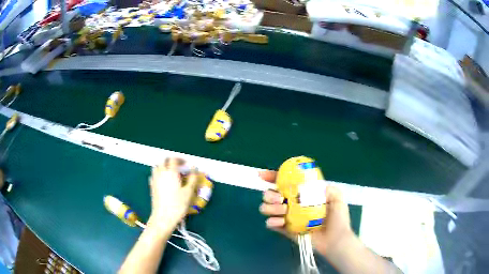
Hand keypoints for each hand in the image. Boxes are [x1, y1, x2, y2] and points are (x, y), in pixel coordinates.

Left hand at [147, 158, 198, 228]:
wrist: (163, 217)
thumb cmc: (178, 205)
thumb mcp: (189, 192)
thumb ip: (192, 178)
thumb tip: (194, 168)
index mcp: (171, 172)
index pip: (174, 159)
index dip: (180, 159)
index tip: (186, 164)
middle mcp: (161, 173)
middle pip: (164, 161)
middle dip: (171, 161)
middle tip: (179, 167)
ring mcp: (154, 179)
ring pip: (157, 166)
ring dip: (164, 166)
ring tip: (171, 172)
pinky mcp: (151, 186)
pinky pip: (154, 175)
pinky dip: (159, 173)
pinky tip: (164, 181)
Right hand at [259, 170, 353, 256]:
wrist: (335, 238)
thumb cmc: (337, 218)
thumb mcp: (336, 196)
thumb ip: (325, 186)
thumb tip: (310, 183)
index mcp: (302, 194)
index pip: (284, 183)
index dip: (271, 177)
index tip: (262, 175)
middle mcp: (292, 204)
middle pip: (270, 194)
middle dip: (269, 194)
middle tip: (280, 198)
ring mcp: (287, 217)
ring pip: (267, 208)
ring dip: (269, 207)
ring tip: (283, 209)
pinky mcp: (285, 230)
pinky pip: (270, 224)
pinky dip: (271, 221)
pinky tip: (281, 221)